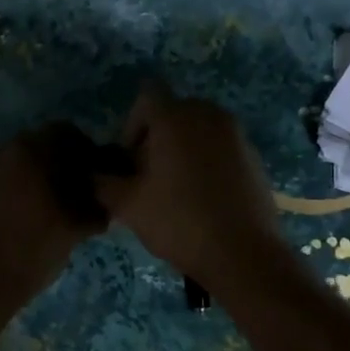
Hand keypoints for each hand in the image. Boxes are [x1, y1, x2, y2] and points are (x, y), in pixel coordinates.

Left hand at [0, 125, 105, 305]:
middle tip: (79, 192)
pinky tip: (30, 216)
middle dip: (62, 163)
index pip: (67, 132)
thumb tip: (104, 198)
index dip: (86, 151)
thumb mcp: (78, 225)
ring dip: (40, 176)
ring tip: (55, 207)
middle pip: (42, 145)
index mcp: (32, 150)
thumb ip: (96, 203)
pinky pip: (4, 178)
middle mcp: (5, 150)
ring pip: (21, 162)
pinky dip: (20, 188)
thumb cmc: (36, 247)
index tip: (95, 176)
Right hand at [93, 84, 283, 288]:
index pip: (147, 97)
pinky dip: (208, 162)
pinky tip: (203, 198)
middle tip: (149, 177)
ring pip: (199, 130)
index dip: (132, 125)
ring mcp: (237, 134)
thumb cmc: (179, 222)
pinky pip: (221, 148)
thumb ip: (102, 183)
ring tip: (176, 189)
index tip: (131, 160)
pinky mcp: (254, 157)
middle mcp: (209, 115)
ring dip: (183, 149)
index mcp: (176, 118)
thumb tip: (95, 174)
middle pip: (174, 113)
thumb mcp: (127, 206)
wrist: (242, 253)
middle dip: (157, 138)